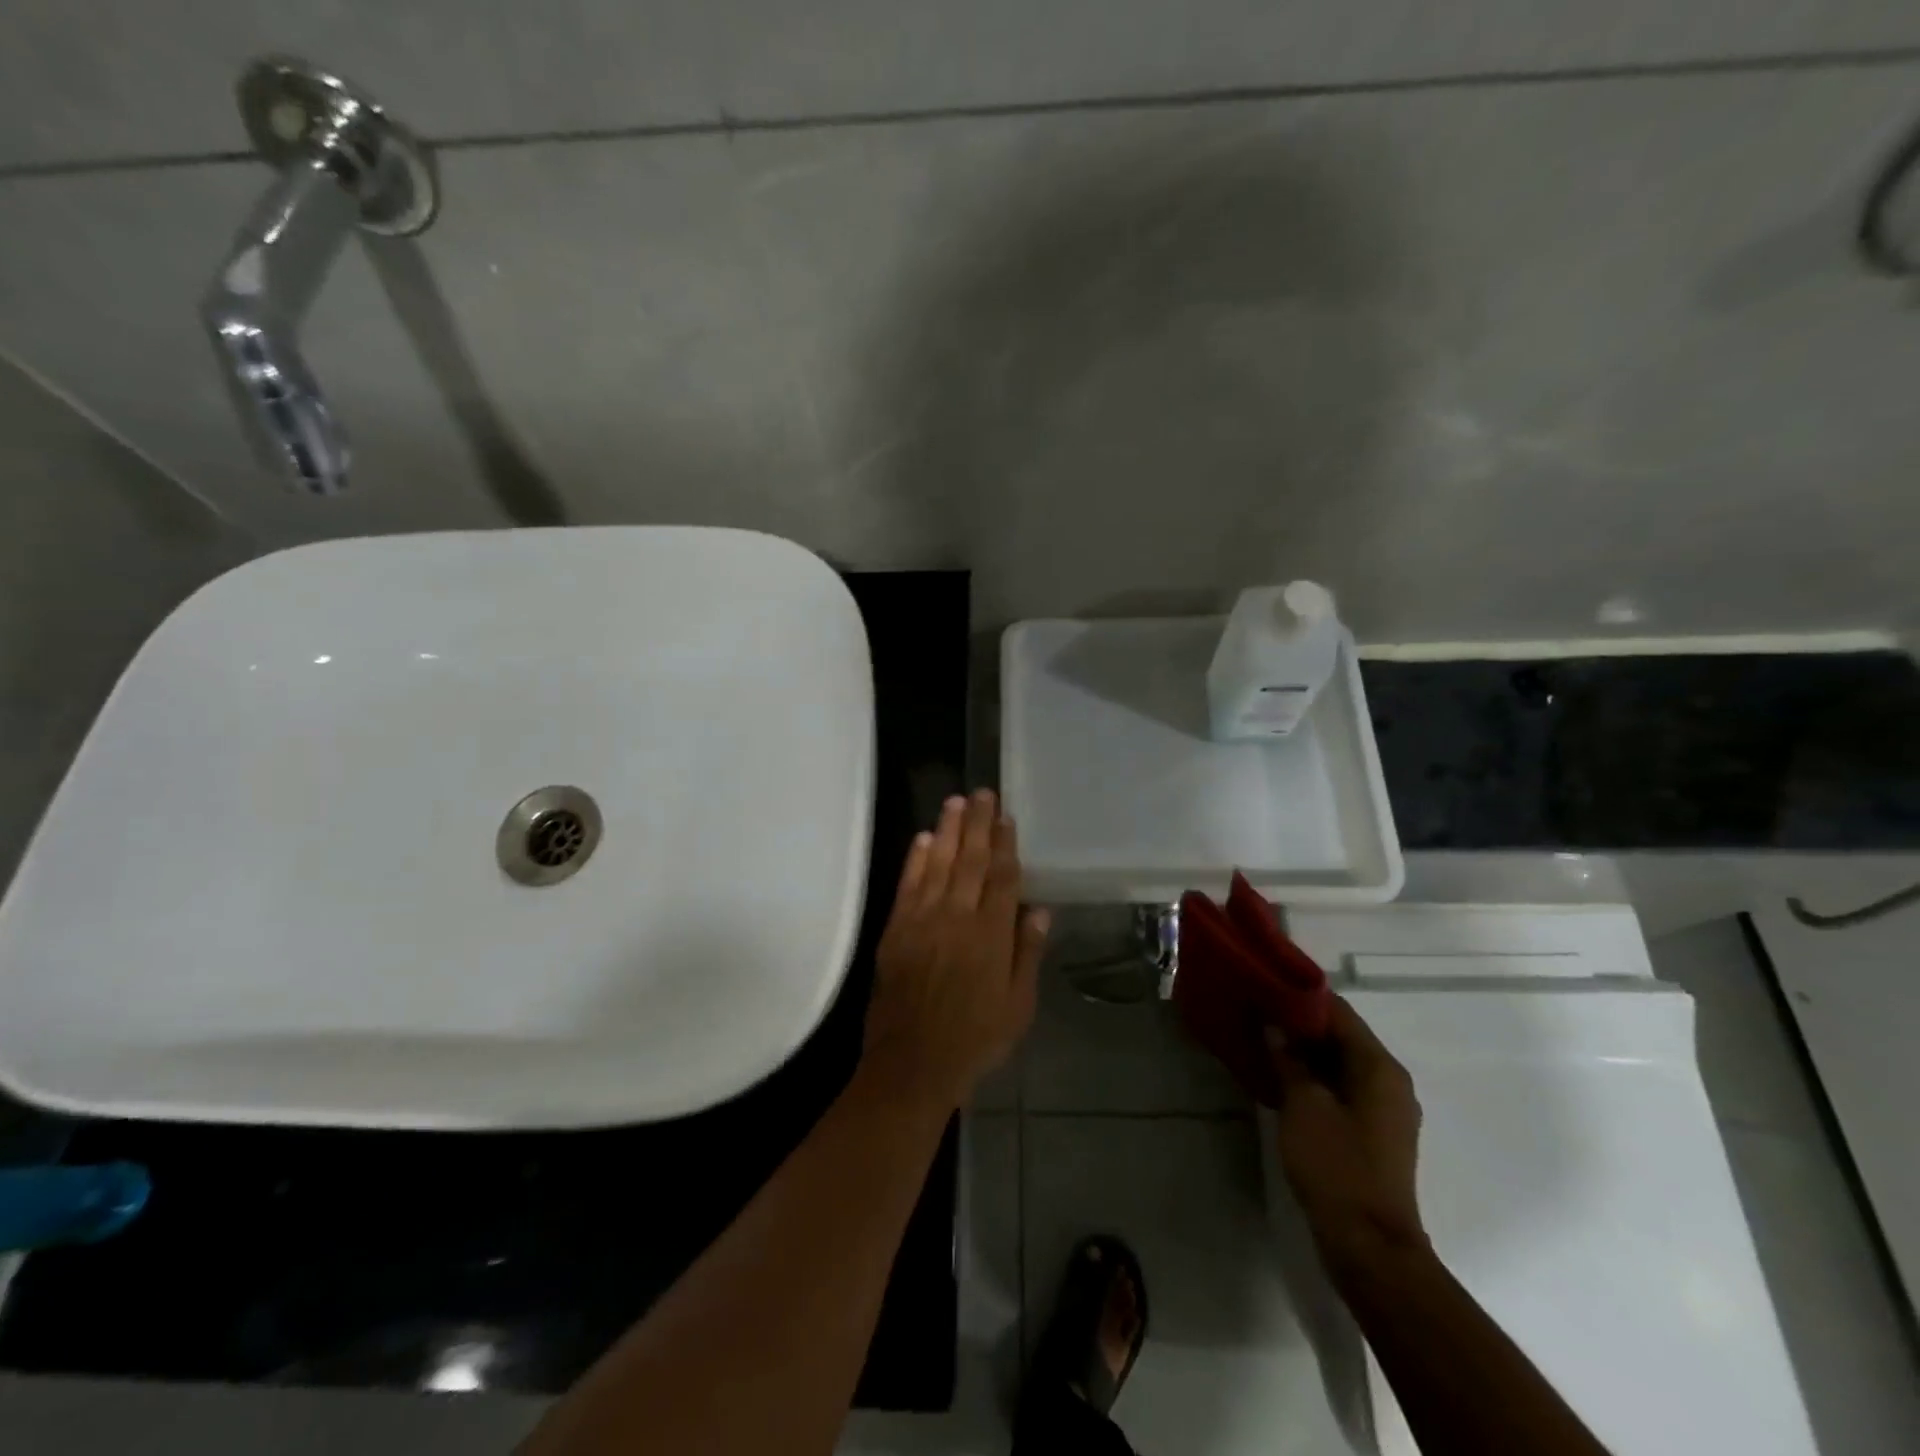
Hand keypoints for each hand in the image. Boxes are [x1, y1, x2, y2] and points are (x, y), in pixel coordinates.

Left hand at [861, 790, 1049, 1111]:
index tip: (1007, 817)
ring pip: (939, 864)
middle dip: (978, 824)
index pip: (1003, 878)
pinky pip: (908, 885)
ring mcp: (923, 920)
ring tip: (955, 801)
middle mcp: (958, 918)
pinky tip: (924, 838)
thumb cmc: (975, 1038)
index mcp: (992, 935)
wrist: (913, 1063)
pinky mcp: (896, 929)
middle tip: (982, 792)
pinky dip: (916, 859)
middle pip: (972, 861)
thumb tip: (1039, 909)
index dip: (1006, 845)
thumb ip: (1027, 953)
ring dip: (949, 830)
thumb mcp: (1018, 1005)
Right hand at [1267, 997, 1427, 1271]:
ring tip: (1263, 1040)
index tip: (1266, 984)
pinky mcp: (1373, 1133)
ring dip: (1305, 1051)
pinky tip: (1281, 1077)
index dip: (1302, 996)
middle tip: (1258, 1011)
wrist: (1369, 1246)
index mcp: (1380, 1067)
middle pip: (1342, 1036)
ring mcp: (1384, 1109)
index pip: (1339, 1012)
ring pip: (1340, 1063)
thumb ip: (1288, 1060)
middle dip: (1300, 1023)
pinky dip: (1314, 1077)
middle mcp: (1390, 1081)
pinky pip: (1342, 1088)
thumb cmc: (1337, 1166)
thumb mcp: (1303, 1105)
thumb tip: (1275, 1027)